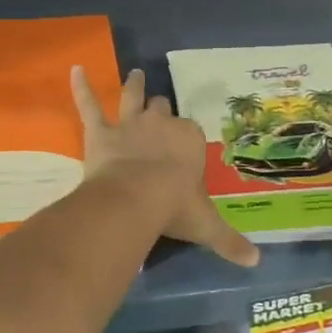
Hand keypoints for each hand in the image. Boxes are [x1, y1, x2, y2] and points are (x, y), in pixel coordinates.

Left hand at [72, 66, 258, 267]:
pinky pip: (88, 105)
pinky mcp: (100, 132)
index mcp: (189, 139)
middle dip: (161, 109)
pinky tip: (75, 70)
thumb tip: (256, 262)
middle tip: (159, 108)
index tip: (184, 143)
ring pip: (131, 97)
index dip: (186, 137)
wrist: (135, 199)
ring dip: (133, 86)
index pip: (190, 131)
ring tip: (135, 74)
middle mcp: (161, 124)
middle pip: (162, 108)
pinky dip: (81, 87)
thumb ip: (230, 241)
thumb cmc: (175, 207)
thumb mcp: (207, 227)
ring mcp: (129, 125)